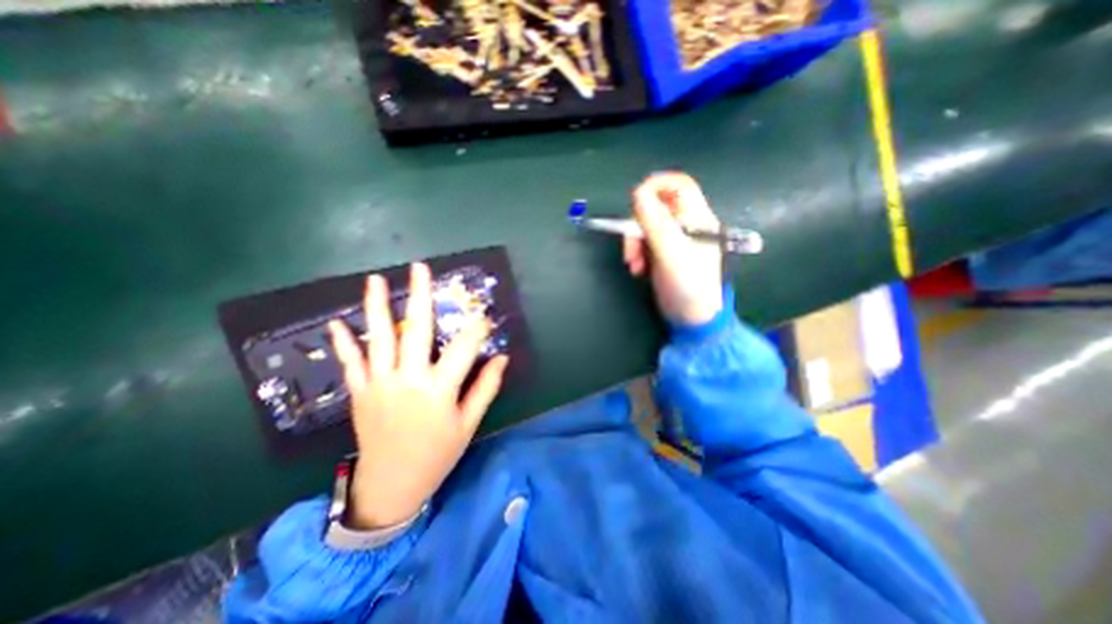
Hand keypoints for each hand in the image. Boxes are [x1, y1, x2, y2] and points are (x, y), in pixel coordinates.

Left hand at [326, 264, 506, 531]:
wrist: (391, 484)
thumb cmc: (437, 454)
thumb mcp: (468, 424)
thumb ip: (485, 387)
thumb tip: (501, 357)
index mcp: (438, 390)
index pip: (463, 348)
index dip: (476, 328)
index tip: (484, 315)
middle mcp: (408, 380)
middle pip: (416, 330)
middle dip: (420, 296)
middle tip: (420, 268)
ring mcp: (380, 385)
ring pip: (378, 339)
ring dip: (376, 307)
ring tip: (375, 280)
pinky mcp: (361, 393)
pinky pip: (351, 363)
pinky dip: (343, 343)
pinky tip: (335, 323)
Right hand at [622, 170, 725, 326]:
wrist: (691, 317)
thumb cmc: (688, 285)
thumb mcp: (671, 252)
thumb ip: (655, 223)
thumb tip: (637, 193)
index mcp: (696, 218)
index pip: (679, 185)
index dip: (657, 185)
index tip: (635, 199)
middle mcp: (685, 224)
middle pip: (655, 207)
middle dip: (637, 225)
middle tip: (631, 248)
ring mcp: (673, 240)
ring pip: (645, 226)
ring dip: (633, 242)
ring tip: (633, 264)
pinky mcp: (663, 253)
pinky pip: (644, 242)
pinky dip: (636, 253)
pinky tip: (637, 269)